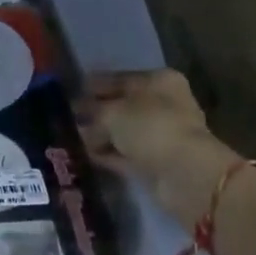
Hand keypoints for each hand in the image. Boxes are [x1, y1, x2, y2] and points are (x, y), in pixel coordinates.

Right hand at [77, 69, 215, 182]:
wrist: (186, 175)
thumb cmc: (151, 127)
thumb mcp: (113, 112)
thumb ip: (93, 110)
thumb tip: (78, 111)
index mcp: (159, 81)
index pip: (121, 78)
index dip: (96, 85)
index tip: (72, 92)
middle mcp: (164, 105)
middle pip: (123, 105)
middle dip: (97, 112)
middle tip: (69, 116)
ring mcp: (162, 136)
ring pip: (125, 132)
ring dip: (101, 134)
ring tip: (72, 136)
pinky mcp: (158, 163)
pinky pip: (127, 154)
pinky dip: (109, 154)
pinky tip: (86, 154)